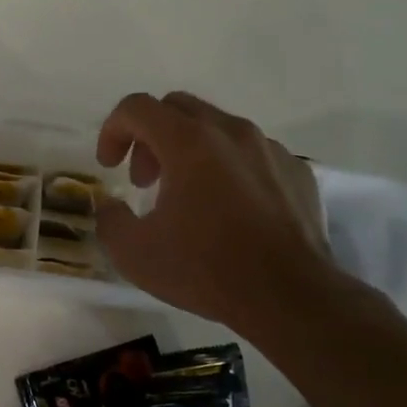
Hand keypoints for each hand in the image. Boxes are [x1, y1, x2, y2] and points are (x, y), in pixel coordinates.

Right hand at [95, 91, 339, 327]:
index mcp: (188, 142)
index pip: (137, 107)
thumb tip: (112, 206)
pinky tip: (229, 207)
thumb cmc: (207, 269)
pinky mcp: (297, 171)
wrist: (291, 298)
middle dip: (150, 136)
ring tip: (187, 195)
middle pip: (176, 107)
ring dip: (189, 149)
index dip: (113, 130)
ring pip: (216, 127)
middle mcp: (230, 132)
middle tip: (144, 180)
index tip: (109, 166)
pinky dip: (228, 166)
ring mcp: (269, 149)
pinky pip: (252, 152)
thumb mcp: (134, 253)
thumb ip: (110, 219)